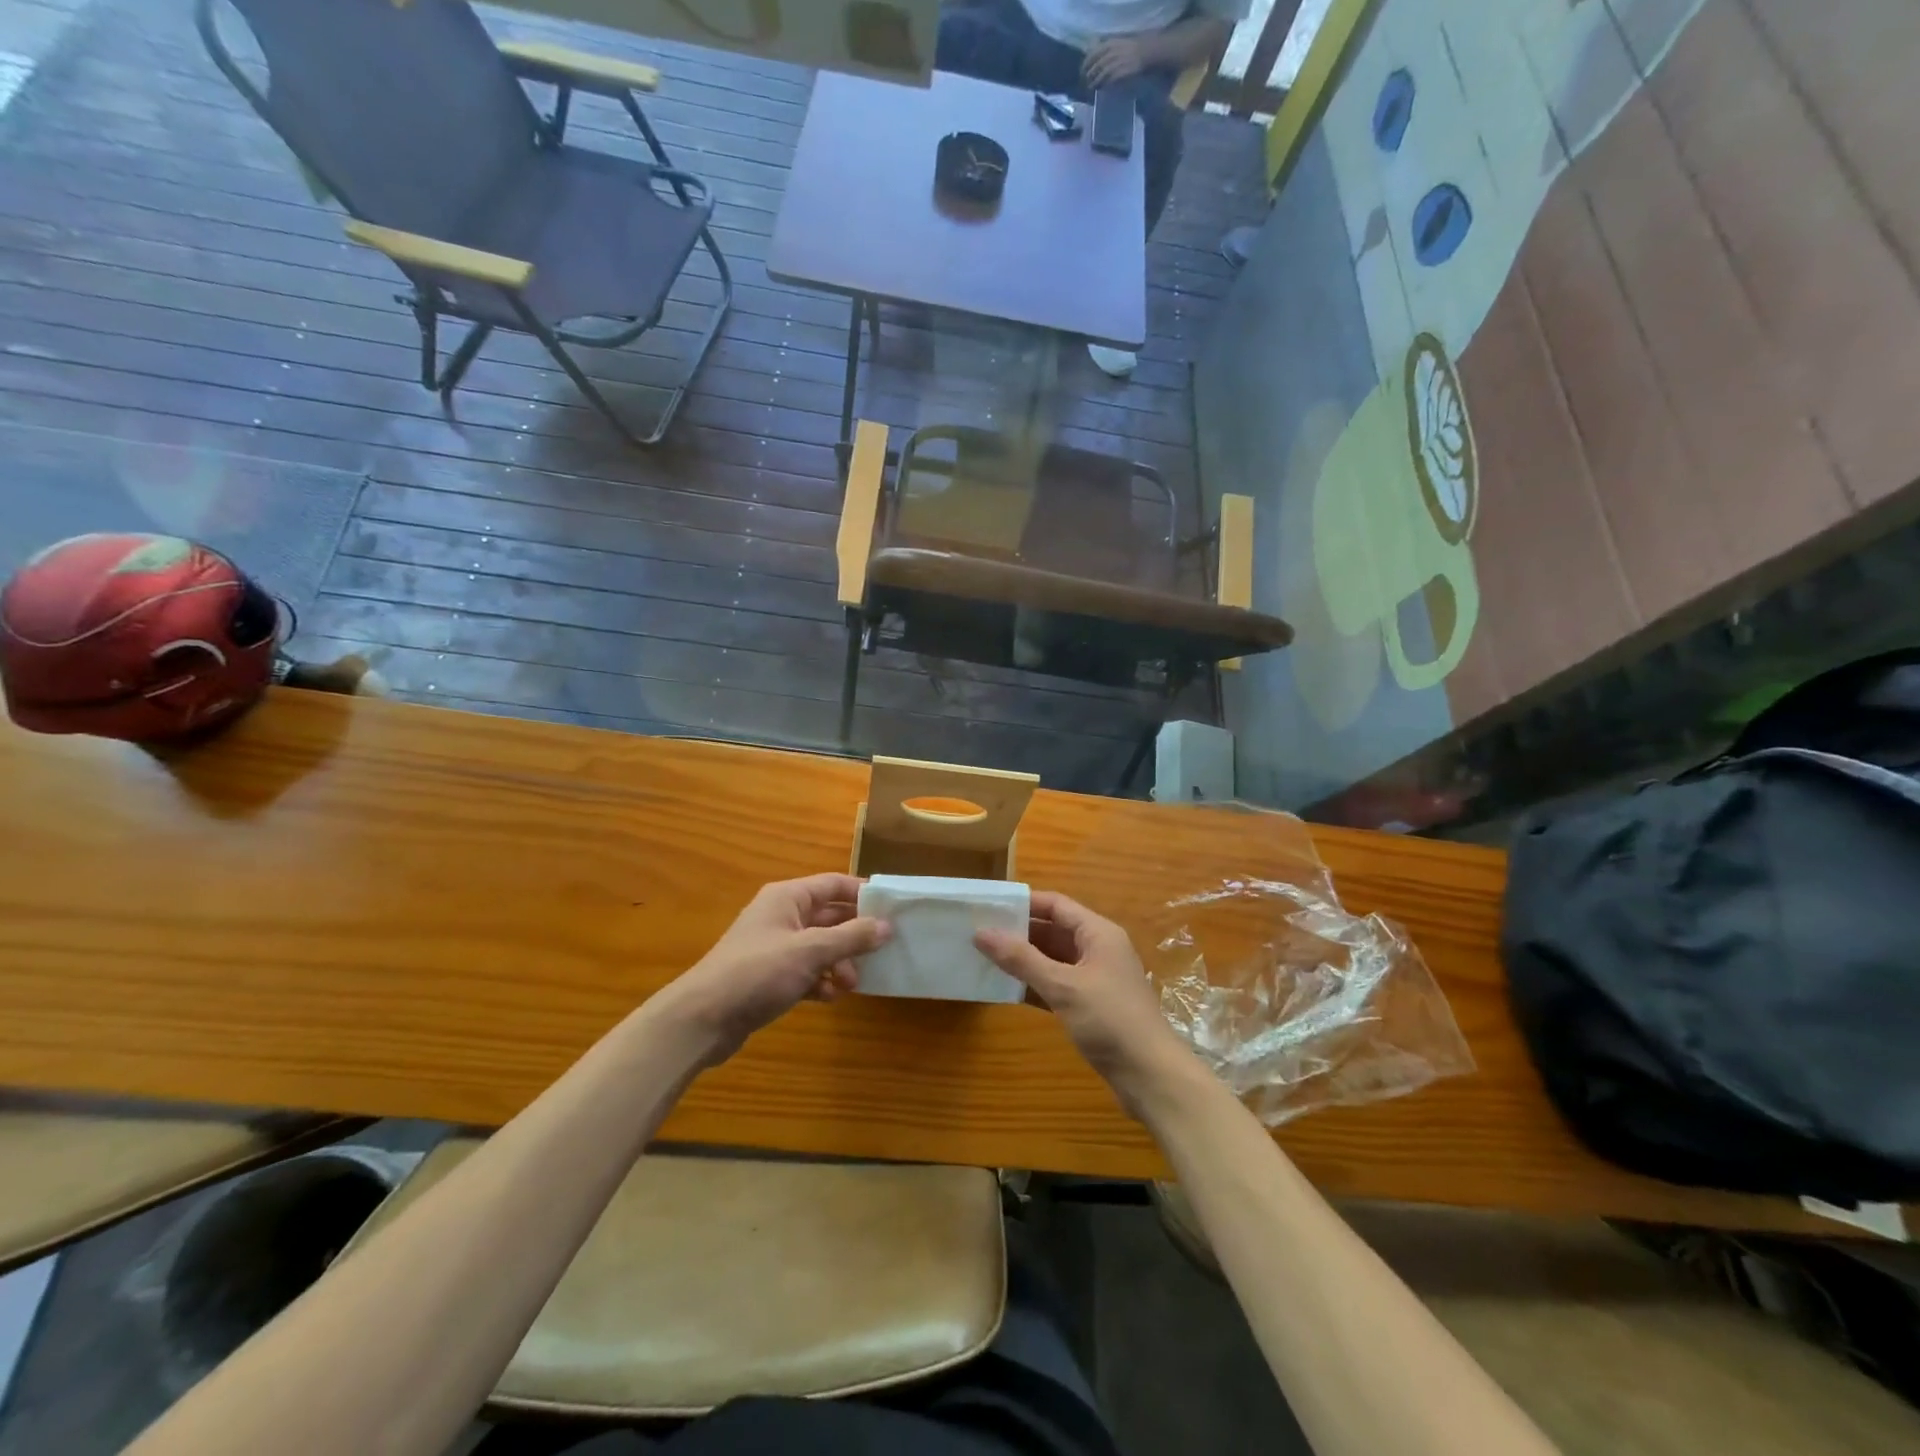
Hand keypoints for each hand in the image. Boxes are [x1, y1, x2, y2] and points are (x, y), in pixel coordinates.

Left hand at [653, 874, 890, 1067]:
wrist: (702, 1019)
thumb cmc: (758, 972)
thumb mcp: (810, 951)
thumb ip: (851, 937)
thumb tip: (887, 925)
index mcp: (788, 898)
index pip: (834, 884)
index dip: (862, 893)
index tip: (892, 910)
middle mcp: (782, 916)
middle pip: (830, 916)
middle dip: (854, 936)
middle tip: (880, 953)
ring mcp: (775, 947)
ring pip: (820, 946)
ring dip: (839, 962)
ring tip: (851, 984)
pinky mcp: (770, 976)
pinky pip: (806, 970)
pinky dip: (820, 981)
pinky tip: (828, 998)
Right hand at [976, 892, 1193, 1118]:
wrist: (1150, 1076)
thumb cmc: (1110, 1020)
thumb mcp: (1063, 986)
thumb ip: (1021, 959)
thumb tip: (981, 932)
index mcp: (1098, 933)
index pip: (1056, 905)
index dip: (1023, 903)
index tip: (989, 907)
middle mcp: (1097, 949)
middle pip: (1053, 931)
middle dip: (1018, 932)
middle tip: (978, 934)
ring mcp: (1095, 979)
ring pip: (1053, 960)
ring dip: (1023, 960)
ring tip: (984, 959)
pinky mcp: (1090, 1006)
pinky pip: (1056, 985)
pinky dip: (1034, 984)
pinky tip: (1005, 990)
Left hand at [1083, 35, 1147, 85]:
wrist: (1144, 52)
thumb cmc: (1129, 49)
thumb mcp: (1115, 44)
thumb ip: (1104, 50)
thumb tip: (1092, 56)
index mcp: (1108, 44)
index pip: (1091, 55)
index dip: (1085, 65)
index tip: (1082, 72)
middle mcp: (1110, 53)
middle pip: (1095, 67)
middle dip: (1089, 76)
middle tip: (1085, 83)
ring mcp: (1115, 64)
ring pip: (1100, 75)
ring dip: (1095, 83)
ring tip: (1092, 88)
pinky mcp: (1120, 73)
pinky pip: (1109, 81)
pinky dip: (1104, 85)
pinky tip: (1101, 89)